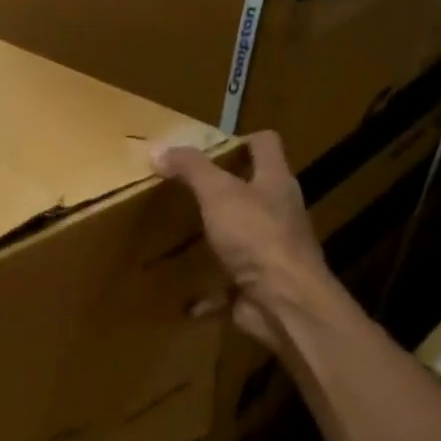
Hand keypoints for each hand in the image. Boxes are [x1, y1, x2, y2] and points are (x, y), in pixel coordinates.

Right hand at [153, 131, 334, 349]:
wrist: (282, 301)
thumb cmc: (256, 236)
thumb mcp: (219, 193)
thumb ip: (191, 169)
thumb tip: (158, 148)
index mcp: (275, 182)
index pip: (265, 145)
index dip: (240, 140)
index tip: (208, 148)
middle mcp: (279, 213)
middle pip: (254, 191)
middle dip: (223, 191)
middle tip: (184, 190)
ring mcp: (270, 252)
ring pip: (242, 237)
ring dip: (217, 237)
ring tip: (181, 235)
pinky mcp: (258, 285)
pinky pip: (228, 285)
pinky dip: (208, 290)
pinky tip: (184, 294)